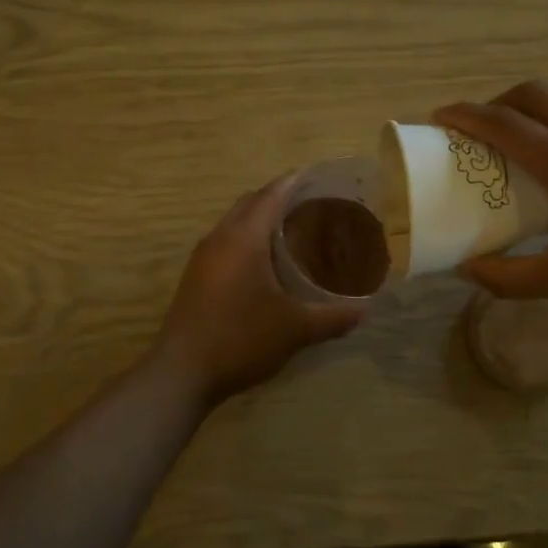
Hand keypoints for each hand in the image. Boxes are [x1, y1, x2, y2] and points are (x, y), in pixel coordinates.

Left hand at [150, 175, 364, 404]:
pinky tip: (265, 263)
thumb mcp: (295, 330)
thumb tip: (365, 312)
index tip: (319, 175)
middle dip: (279, 197)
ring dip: (260, 218)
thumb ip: (333, 318)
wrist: (182, 372)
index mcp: (244, 238)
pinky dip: (247, 239)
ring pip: (234, 222)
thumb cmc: (240, 340)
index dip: (295, 182)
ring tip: (292, 230)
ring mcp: (203, 257)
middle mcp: (220, 238)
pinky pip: (225, 242)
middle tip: (312, 204)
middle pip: (250, 202)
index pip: (272, 195)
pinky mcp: (196, 276)